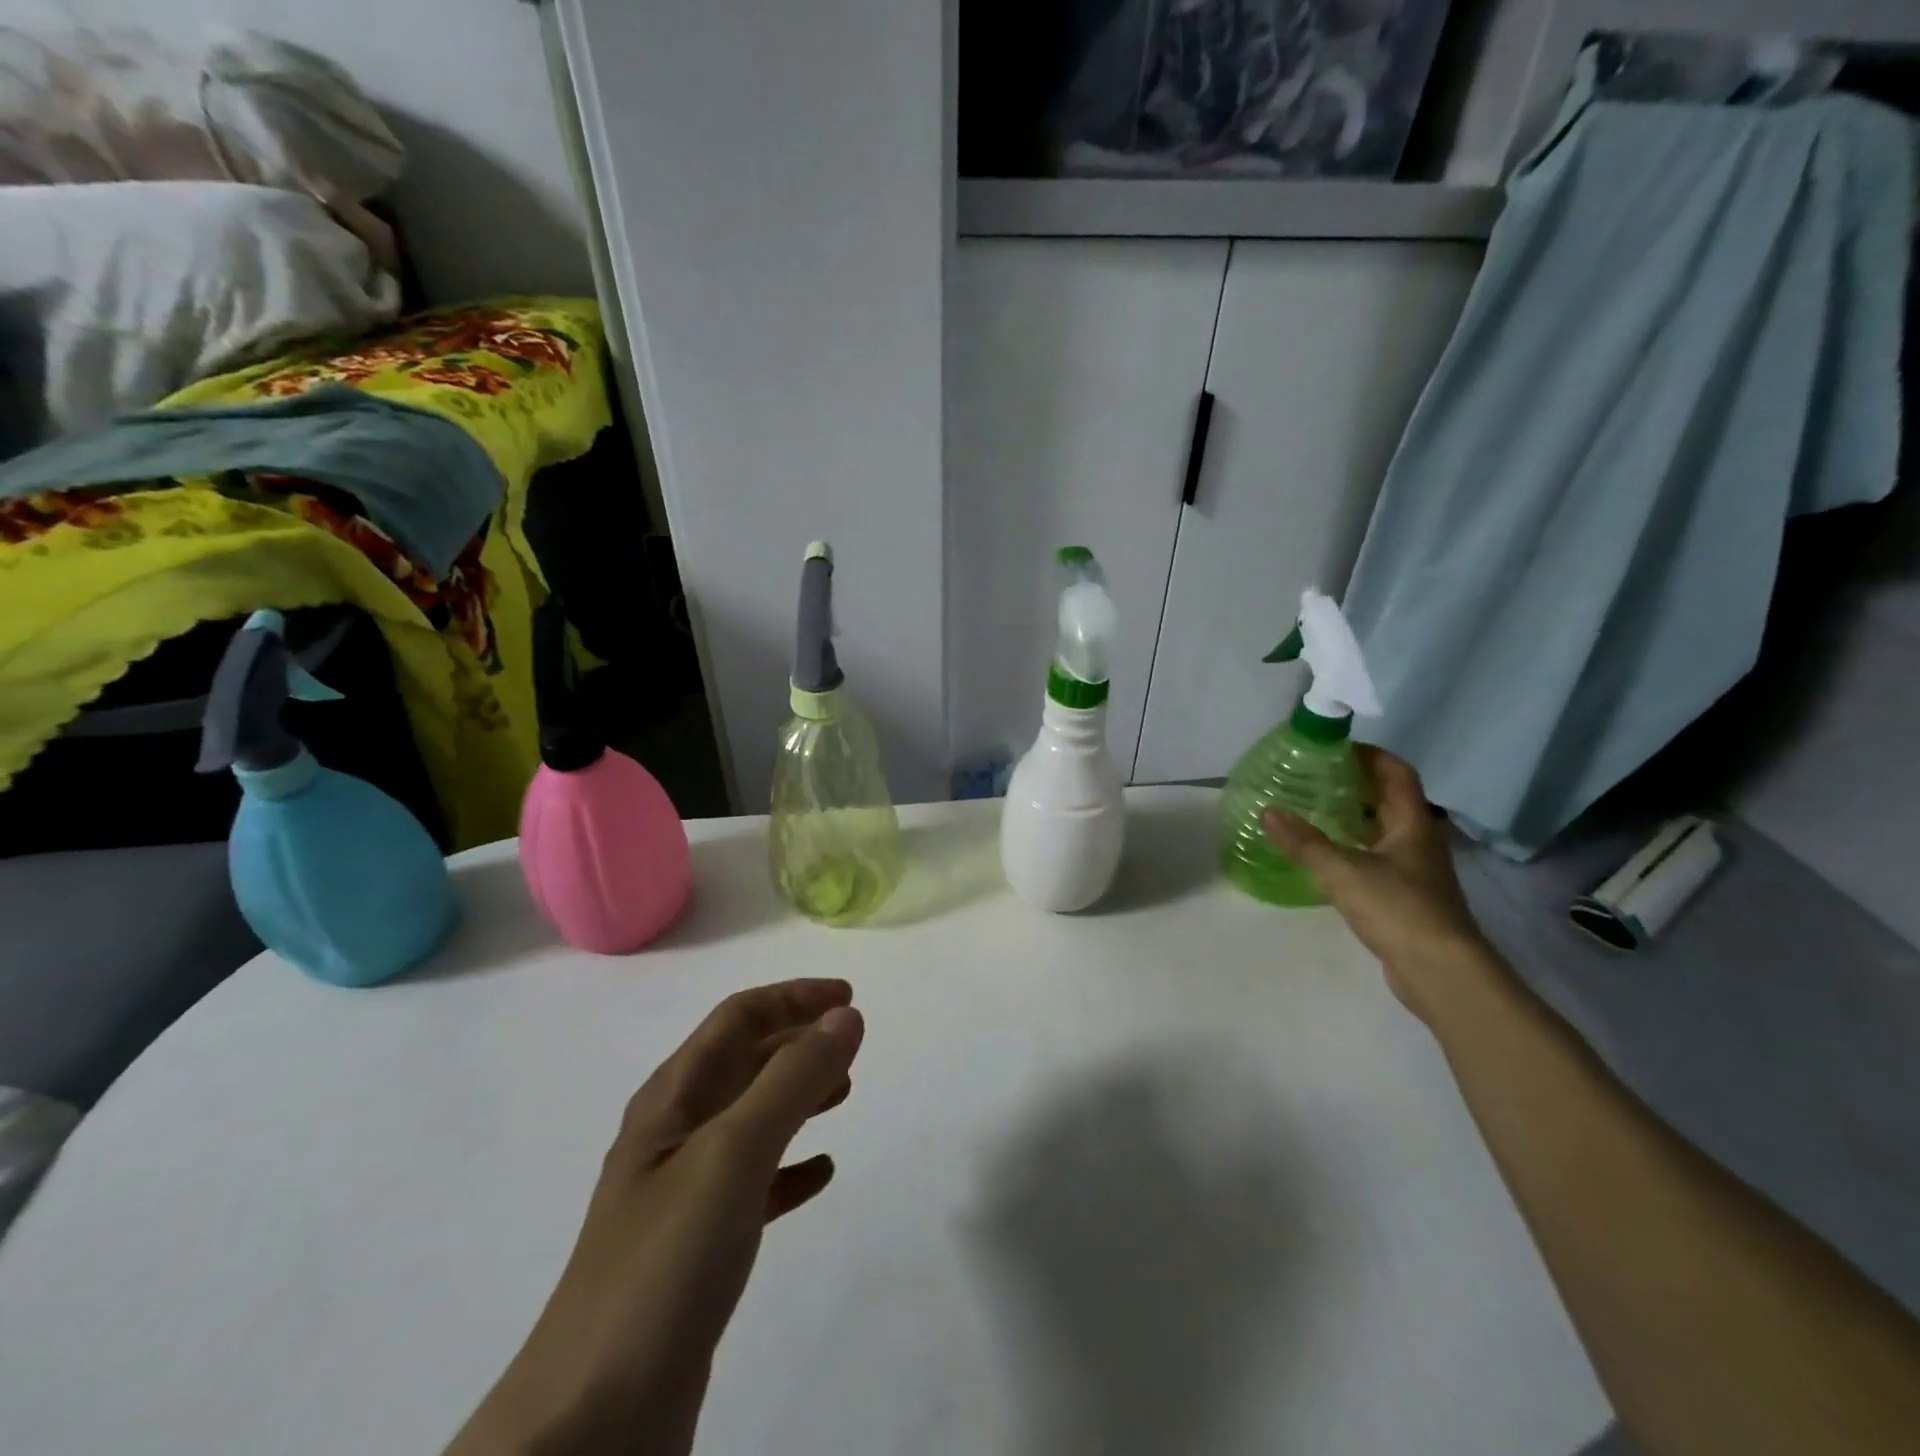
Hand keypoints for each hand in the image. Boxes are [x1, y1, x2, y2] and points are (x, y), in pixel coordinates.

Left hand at [444, 980, 864, 1455]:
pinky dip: (791, 1166)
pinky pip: (755, 1184)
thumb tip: (845, 1015)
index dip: (792, 998)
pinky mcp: (698, 1250)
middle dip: (797, 1042)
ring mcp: (683, 1195)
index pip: (736, 1020)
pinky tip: (822, 1173)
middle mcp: (673, 1136)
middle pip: (743, 1063)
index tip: (848, 997)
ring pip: (751, 1119)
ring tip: (845, 1093)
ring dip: (797, 1096)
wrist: (591, 1424)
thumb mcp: (733, 1153)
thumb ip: (792, 1079)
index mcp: (670, 1100)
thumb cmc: (665, 1262)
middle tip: (851, 1044)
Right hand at [1262, 746, 1494, 1023]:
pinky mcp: (1406, 896)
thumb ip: (1304, 842)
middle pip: (1390, 799)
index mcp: (1413, 823)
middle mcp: (1419, 840)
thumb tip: (1267, 811)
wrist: (1441, 972)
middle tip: (1314, 777)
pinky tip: (1325, 856)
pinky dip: (1352, 848)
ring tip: (1312, 810)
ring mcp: (1415, 870)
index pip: (1396, 773)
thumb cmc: (1399, 909)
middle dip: (1355, 784)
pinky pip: (1376, 858)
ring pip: (1382, 830)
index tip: (1335, 748)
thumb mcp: (1343, 871)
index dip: (1370, 755)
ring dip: (1353, 817)